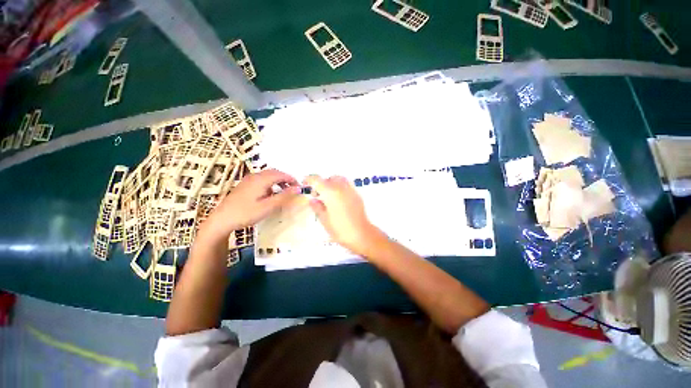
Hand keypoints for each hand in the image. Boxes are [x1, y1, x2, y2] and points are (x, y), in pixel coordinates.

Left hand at [201, 169, 299, 239]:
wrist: (222, 219)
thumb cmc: (246, 213)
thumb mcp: (268, 206)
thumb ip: (284, 196)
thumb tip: (298, 188)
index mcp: (261, 179)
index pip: (281, 174)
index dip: (292, 179)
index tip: (300, 187)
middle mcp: (255, 176)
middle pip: (274, 172)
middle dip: (286, 179)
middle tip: (294, 188)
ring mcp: (248, 180)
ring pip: (267, 175)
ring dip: (278, 180)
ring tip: (284, 191)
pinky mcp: (244, 185)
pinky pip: (261, 179)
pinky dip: (270, 183)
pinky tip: (270, 193)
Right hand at [305, 175, 385, 255]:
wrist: (361, 234)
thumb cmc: (340, 229)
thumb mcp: (324, 220)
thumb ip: (317, 207)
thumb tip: (312, 200)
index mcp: (330, 192)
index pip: (317, 180)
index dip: (309, 180)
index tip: (305, 183)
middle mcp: (341, 187)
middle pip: (329, 178)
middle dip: (321, 183)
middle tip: (317, 194)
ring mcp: (351, 190)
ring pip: (339, 179)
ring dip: (332, 183)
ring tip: (329, 196)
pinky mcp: (357, 195)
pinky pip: (347, 185)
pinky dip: (340, 187)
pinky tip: (339, 199)